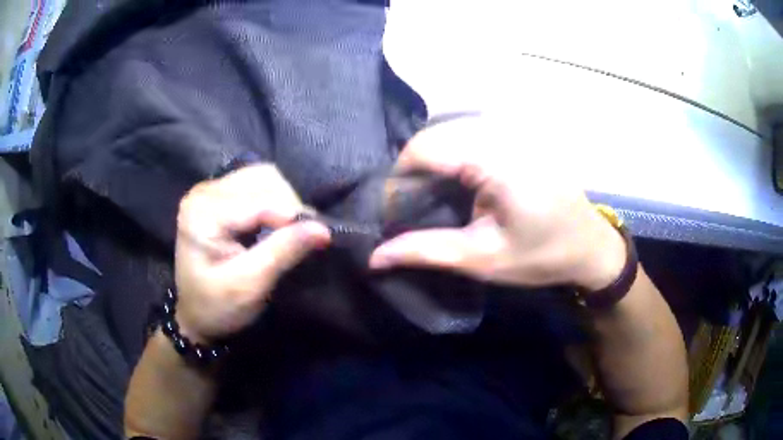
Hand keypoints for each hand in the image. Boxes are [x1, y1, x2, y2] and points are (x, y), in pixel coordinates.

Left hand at [174, 164, 330, 342]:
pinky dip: (273, 201)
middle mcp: (205, 191)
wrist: (195, 314)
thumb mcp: (249, 286)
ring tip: (286, 232)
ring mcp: (210, 189)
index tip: (320, 238)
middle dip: (289, 207)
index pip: (260, 200)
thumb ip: (283, 252)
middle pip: (264, 179)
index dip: (293, 216)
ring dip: (283, 202)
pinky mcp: (218, 194)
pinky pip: (256, 184)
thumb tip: (323, 229)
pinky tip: (272, 225)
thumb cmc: (217, 307)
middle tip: (300, 240)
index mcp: (203, 212)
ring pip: (264, 177)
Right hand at [369, 116, 625, 289]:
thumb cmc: (542, 256)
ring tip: (434, 196)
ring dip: (433, 160)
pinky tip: (459, 181)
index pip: (426, 147)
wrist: (589, 245)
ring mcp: (514, 127)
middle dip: (414, 169)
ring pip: (450, 129)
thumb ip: (425, 251)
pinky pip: (471, 131)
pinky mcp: (519, 131)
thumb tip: (374, 257)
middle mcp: (505, 131)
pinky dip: (454, 153)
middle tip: (413, 207)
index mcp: (499, 160)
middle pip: (436, 134)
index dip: (400, 177)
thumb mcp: (482, 259)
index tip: (395, 210)